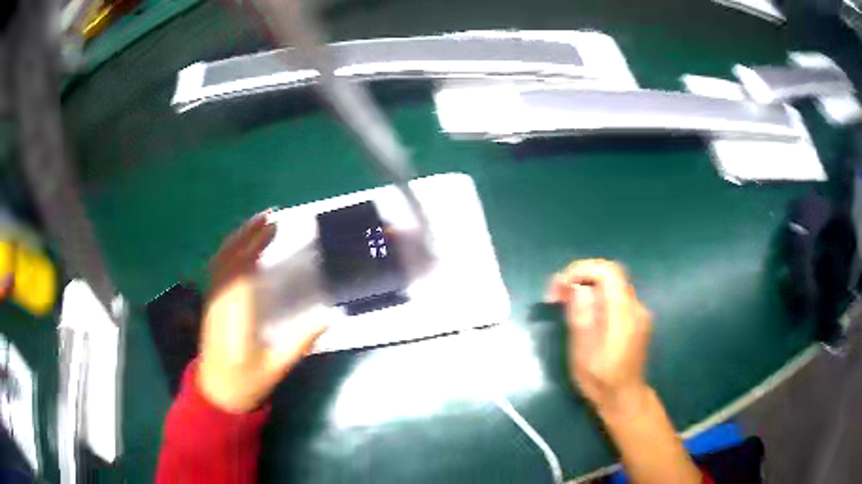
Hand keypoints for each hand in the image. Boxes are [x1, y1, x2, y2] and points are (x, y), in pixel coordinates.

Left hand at [197, 212, 327, 412]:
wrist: (215, 393)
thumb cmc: (246, 382)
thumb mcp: (276, 367)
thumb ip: (301, 341)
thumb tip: (329, 316)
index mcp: (236, 316)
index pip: (244, 270)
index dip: (257, 244)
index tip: (275, 227)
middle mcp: (221, 301)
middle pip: (231, 258)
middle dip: (249, 233)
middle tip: (270, 215)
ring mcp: (212, 301)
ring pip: (221, 260)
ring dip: (238, 237)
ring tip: (257, 222)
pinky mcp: (210, 303)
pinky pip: (217, 268)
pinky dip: (228, 249)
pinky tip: (239, 245)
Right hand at [546, 259, 651, 411]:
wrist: (624, 398)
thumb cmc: (600, 380)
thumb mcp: (583, 352)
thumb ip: (582, 316)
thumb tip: (577, 288)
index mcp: (623, 313)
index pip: (608, 271)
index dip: (581, 270)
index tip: (559, 286)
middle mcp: (635, 307)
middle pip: (610, 275)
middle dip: (580, 277)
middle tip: (557, 295)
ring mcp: (638, 313)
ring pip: (612, 286)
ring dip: (587, 287)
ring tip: (565, 303)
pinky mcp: (635, 320)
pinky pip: (615, 298)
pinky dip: (597, 298)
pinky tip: (584, 315)